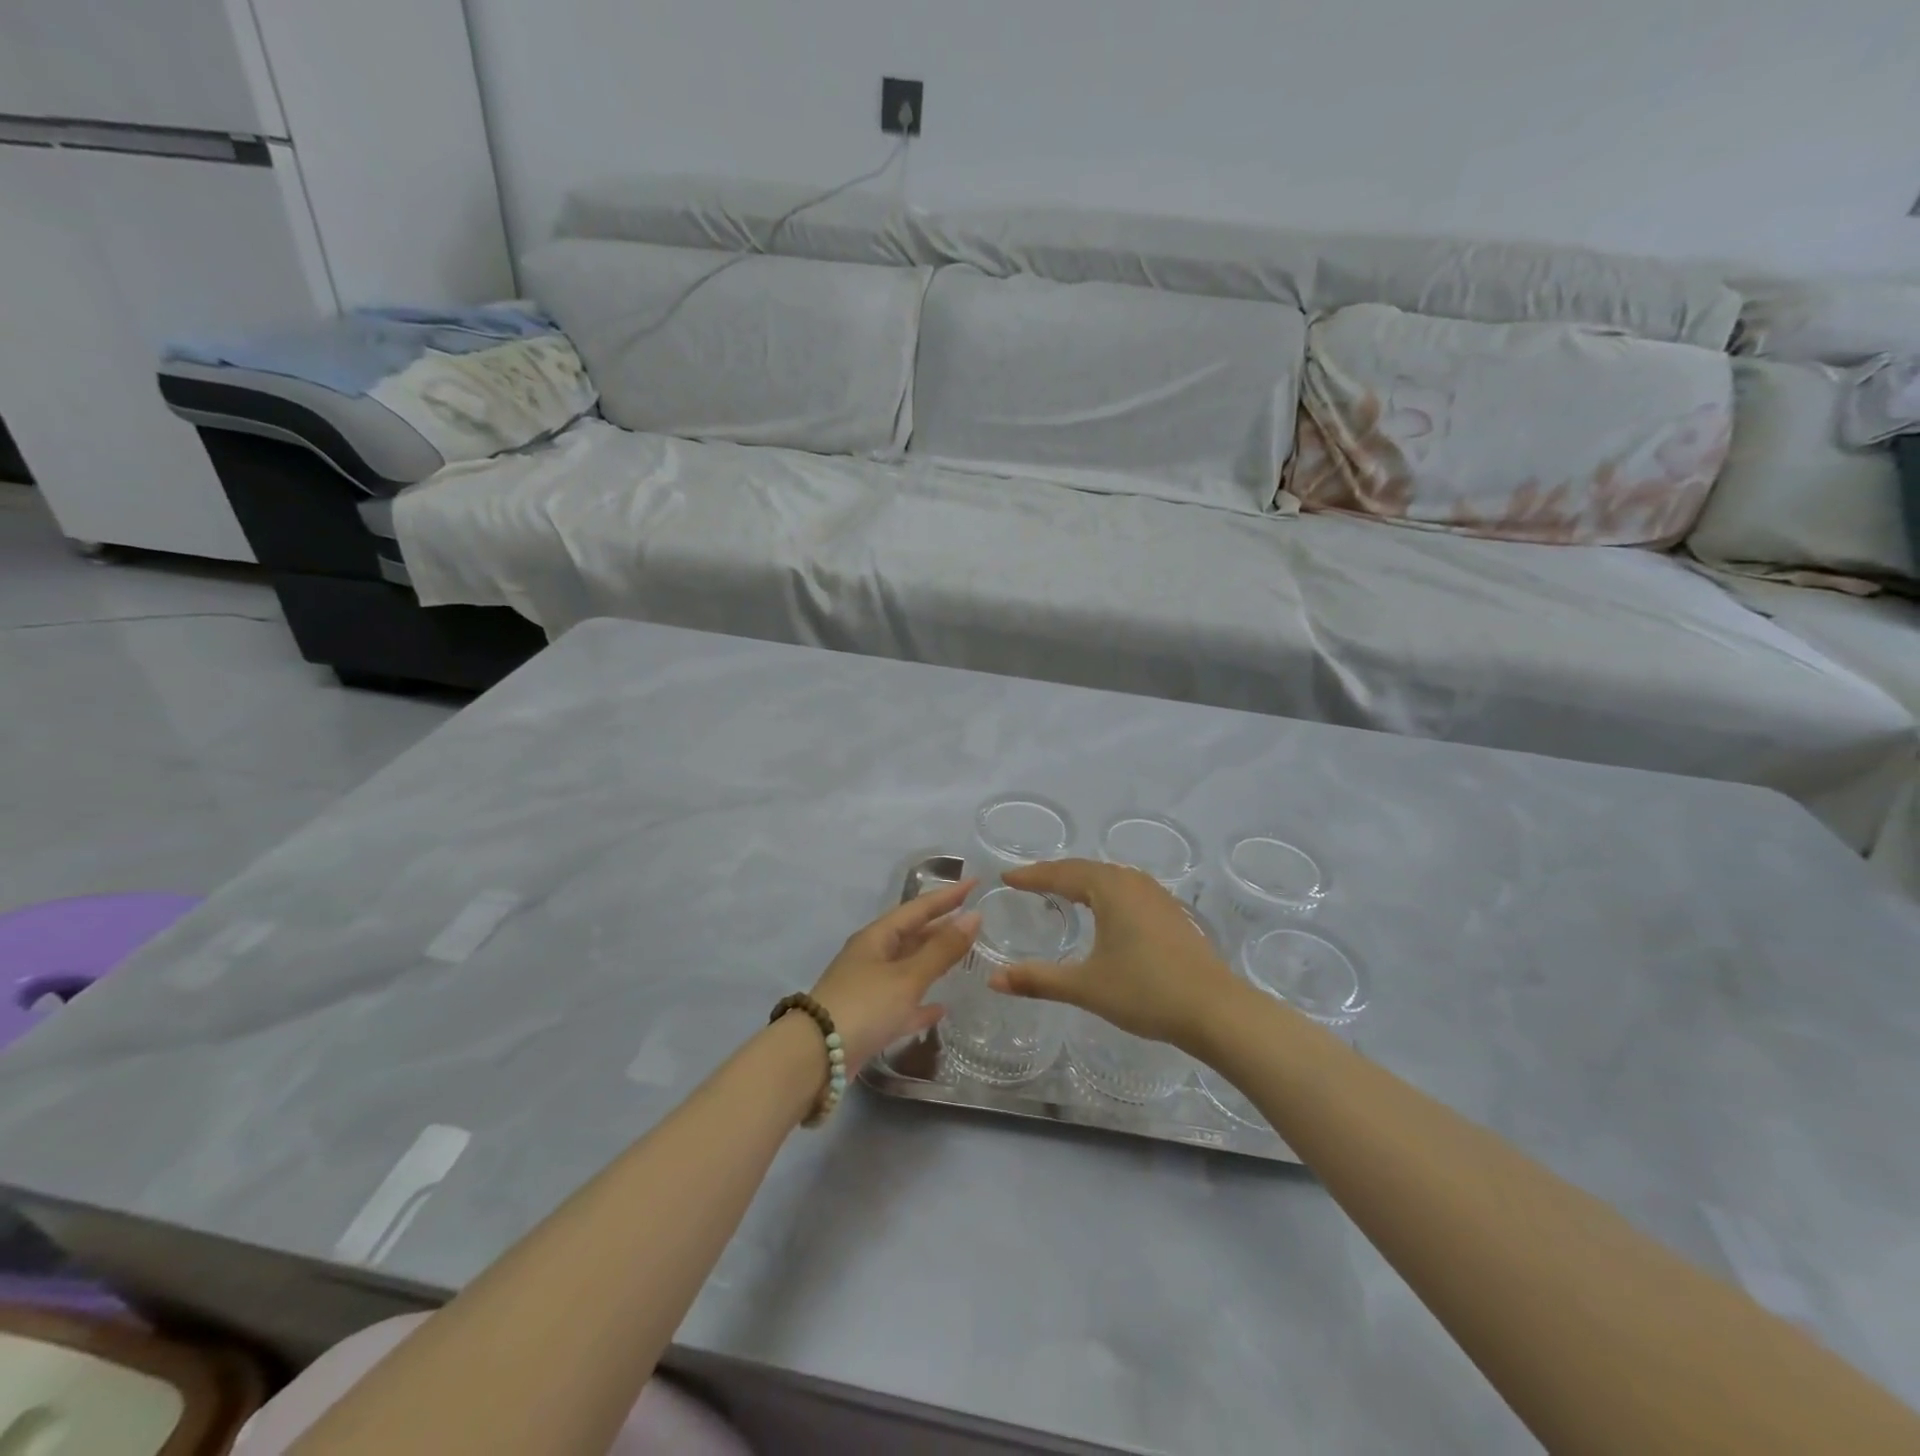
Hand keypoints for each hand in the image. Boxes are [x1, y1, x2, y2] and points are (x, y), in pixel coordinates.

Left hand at [809, 879, 980, 1070]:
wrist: (816, 1057)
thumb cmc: (864, 1006)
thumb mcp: (907, 976)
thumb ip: (941, 949)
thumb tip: (974, 916)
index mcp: (877, 937)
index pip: (918, 908)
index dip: (947, 896)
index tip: (975, 882)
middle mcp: (871, 957)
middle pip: (912, 935)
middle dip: (941, 927)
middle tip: (973, 920)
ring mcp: (868, 988)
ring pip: (908, 968)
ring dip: (933, 962)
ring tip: (963, 957)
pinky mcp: (868, 1019)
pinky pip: (901, 1004)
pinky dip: (921, 1003)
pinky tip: (940, 1009)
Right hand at [991, 860, 1240, 1050]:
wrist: (1216, 1010)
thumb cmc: (1146, 991)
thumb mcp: (1086, 986)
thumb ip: (1038, 980)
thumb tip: (993, 979)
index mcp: (1110, 888)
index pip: (1061, 873)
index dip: (1031, 876)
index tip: (1007, 878)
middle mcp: (1133, 882)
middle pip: (1085, 869)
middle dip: (1054, 874)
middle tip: (1028, 882)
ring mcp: (1157, 896)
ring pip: (1109, 878)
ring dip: (1082, 880)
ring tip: (1060, 891)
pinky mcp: (1171, 913)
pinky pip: (1127, 890)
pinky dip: (1104, 892)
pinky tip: (1104, 911)